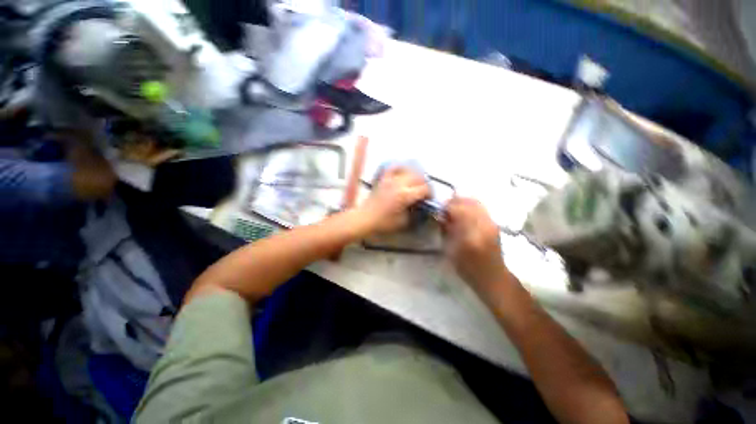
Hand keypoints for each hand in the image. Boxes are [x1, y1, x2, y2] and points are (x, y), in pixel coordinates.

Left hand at [360, 167, 429, 233]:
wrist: (366, 218)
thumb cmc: (384, 222)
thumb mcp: (403, 221)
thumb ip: (415, 212)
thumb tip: (420, 205)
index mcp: (405, 195)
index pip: (424, 189)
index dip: (430, 193)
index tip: (429, 199)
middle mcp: (400, 184)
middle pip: (419, 177)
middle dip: (425, 184)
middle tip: (424, 192)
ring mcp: (391, 179)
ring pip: (409, 170)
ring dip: (416, 175)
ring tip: (416, 183)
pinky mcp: (384, 179)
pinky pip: (394, 168)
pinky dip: (401, 168)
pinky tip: (404, 173)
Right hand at [443, 197, 508, 288]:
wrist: (492, 276)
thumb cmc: (467, 267)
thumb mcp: (450, 249)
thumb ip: (445, 229)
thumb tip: (440, 215)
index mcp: (469, 232)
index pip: (457, 209)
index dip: (446, 206)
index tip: (439, 209)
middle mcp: (483, 223)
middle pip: (468, 201)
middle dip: (455, 201)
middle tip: (446, 207)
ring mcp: (491, 222)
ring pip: (476, 202)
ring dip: (463, 202)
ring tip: (455, 209)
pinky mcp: (494, 223)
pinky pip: (481, 207)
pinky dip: (471, 206)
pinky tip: (465, 213)